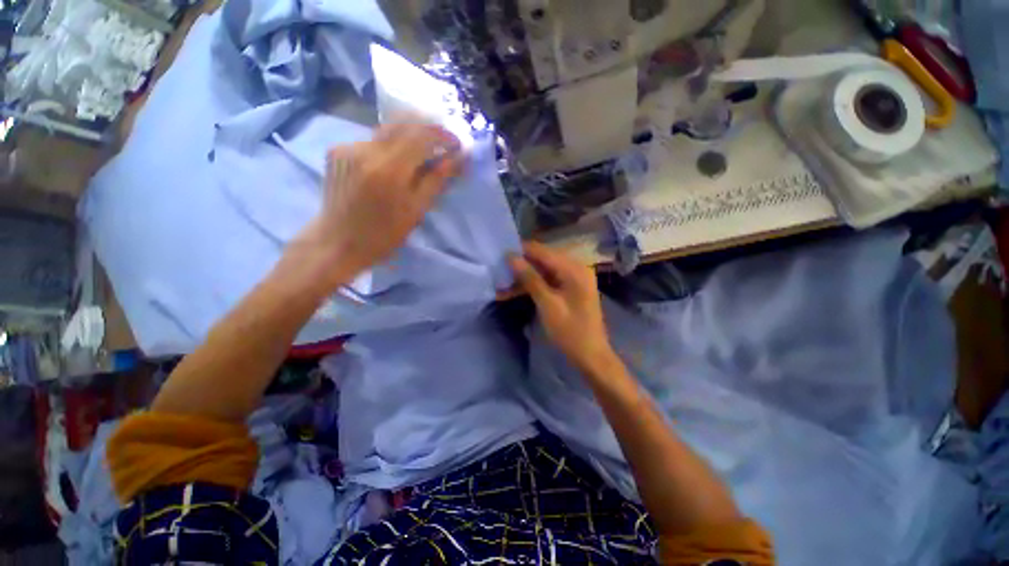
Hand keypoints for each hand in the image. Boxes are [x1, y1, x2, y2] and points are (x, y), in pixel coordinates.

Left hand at [295, 121, 463, 286]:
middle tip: (442, 144)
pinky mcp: (336, 151)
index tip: (456, 143)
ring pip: (386, 131)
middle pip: (403, 125)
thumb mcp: (415, 211)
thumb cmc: (383, 234)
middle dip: (427, 130)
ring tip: (420, 154)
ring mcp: (347, 148)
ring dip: (408, 138)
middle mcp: (366, 150)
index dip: (442, 135)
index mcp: (389, 170)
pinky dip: (387, 147)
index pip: (420, 135)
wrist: (338, 242)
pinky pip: (370, 141)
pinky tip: (392, 163)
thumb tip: (455, 159)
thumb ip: (435, 181)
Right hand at [509, 242, 615, 372]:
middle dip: (520, 266)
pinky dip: (532, 287)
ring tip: (501, 285)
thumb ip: (530, 279)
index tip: (499, 255)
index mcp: (574, 269)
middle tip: (498, 272)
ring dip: (523, 278)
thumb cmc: (570, 331)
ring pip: (542, 272)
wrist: (591, 356)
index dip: (520, 251)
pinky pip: (547, 282)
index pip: (543, 251)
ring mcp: (572, 279)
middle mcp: (575, 268)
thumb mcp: (548, 304)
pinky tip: (513, 292)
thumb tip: (511, 257)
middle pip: (542, 260)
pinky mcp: (568, 289)